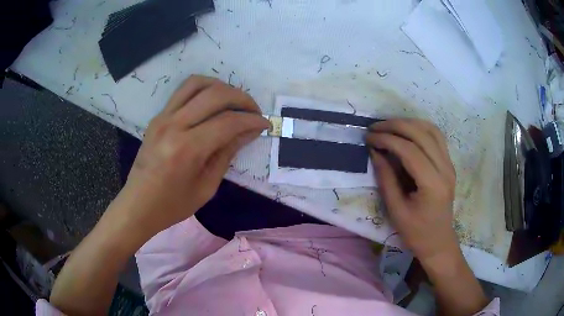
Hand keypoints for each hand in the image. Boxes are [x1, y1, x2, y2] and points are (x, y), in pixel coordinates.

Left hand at [115, 75, 269, 238]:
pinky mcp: (158, 116)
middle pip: (215, 94)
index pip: (228, 122)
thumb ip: (227, 154)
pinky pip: (183, 91)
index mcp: (187, 148)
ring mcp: (163, 117)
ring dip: (221, 87)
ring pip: (197, 83)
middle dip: (242, 98)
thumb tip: (248, 132)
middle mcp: (174, 125)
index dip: (251, 120)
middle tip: (253, 111)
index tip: (265, 123)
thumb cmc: (172, 205)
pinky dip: (203, 89)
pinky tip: (212, 102)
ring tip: (234, 101)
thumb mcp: (206, 187)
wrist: (138, 204)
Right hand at [365, 119, 458, 265]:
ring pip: (431, 130)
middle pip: (421, 134)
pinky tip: (407, 130)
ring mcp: (449, 164)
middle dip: (396, 125)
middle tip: (375, 127)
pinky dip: (420, 128)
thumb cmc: (416, 232)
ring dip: (409, 123)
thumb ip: (386, 179)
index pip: (410, 150)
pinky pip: (436, 137)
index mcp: (432, 184)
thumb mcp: (396, 210)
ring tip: (389, 126)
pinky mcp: (448, 164)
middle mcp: (445, 169)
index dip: (387, 139)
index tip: (369, 137)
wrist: (438, 241)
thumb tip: (375, 152)